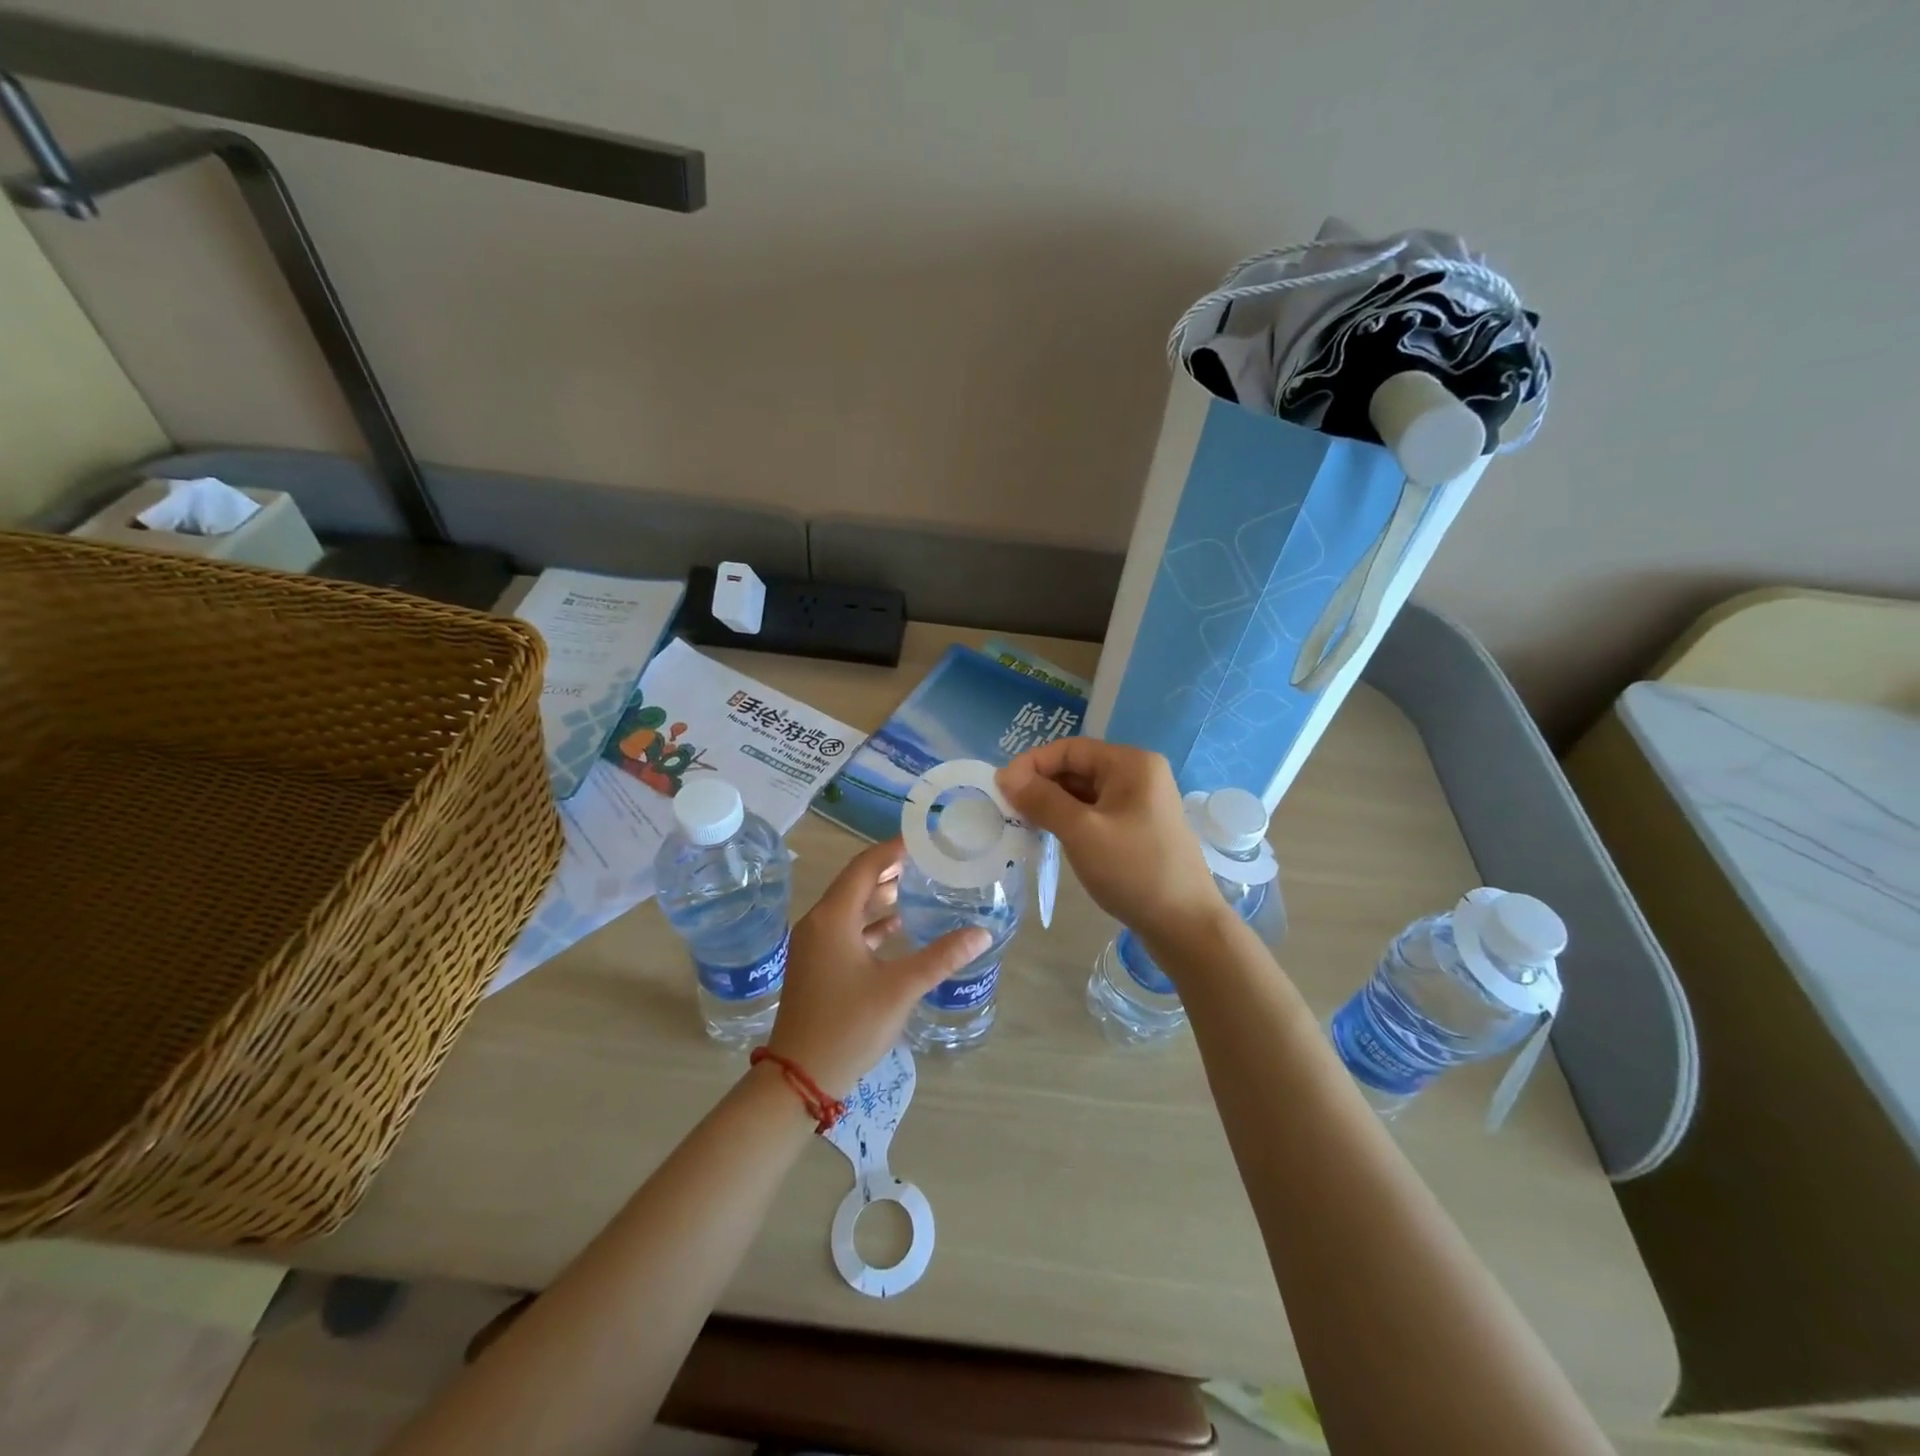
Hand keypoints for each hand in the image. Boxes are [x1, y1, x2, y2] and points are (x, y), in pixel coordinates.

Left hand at [768, 838, 989, 1096]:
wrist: (799, 1077)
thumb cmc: (848, 1025)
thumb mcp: (900, 988)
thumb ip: (941, 957)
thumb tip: (982, 933)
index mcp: (833, 918)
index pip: (865, 866)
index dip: (893, 850)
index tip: (922, 839)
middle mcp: (818, 923)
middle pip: (855, 882)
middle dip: (888, 869)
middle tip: (926, 860)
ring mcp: (813, 945)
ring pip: (849, 907)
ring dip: (879, 895)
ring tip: (915, 887)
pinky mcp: (815, 965)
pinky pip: (844, 929)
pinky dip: (870, 922)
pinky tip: (895, 927)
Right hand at [998, 739, 1225, 949]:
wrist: (1186, 925)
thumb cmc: (1134, 871)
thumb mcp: (1082, 832)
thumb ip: (1042, 799)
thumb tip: (1005, 775)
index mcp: (1131, 764)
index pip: (1070, 749)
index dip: (1032, 764)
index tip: (1000, 789)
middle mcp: (1138, 775)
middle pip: (1077, 768)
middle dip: (1041, 785)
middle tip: (1008, 810)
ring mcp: (1141, 803)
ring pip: (1085, 792)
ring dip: (1053, 804)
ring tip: (1024, 824)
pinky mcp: (1138, 828)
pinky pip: (1096, 813)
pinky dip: (1071, 820)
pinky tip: (1051, 836)